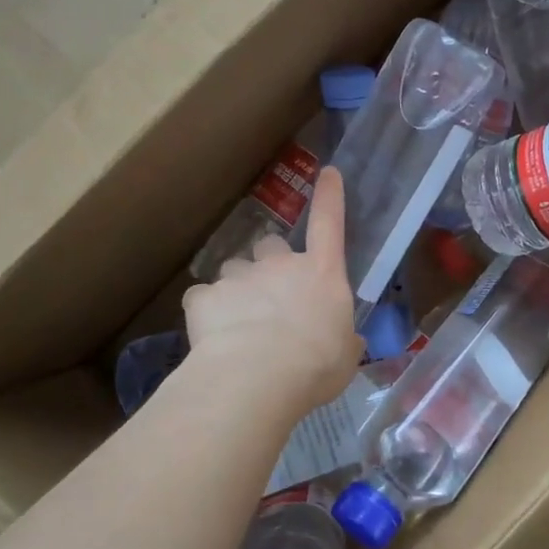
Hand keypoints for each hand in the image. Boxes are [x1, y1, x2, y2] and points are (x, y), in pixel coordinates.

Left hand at [181, 166, 363, 419]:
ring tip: (238, 321)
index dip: (329, 197)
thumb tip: (345, 340)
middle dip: (268, 262)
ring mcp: (240, 277)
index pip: (329, 224)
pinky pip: (203, 298)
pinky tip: (212, 337)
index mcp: (322, 275)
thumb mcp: (345, 356)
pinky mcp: (205, 297)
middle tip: (269, 294)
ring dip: (237, 287)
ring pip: (234, 269)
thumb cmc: (316, 365)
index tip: (327, 172)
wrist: (258, 376)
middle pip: (270, 244)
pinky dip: (207, 312)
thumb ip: (343, 339)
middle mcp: (280, 265)